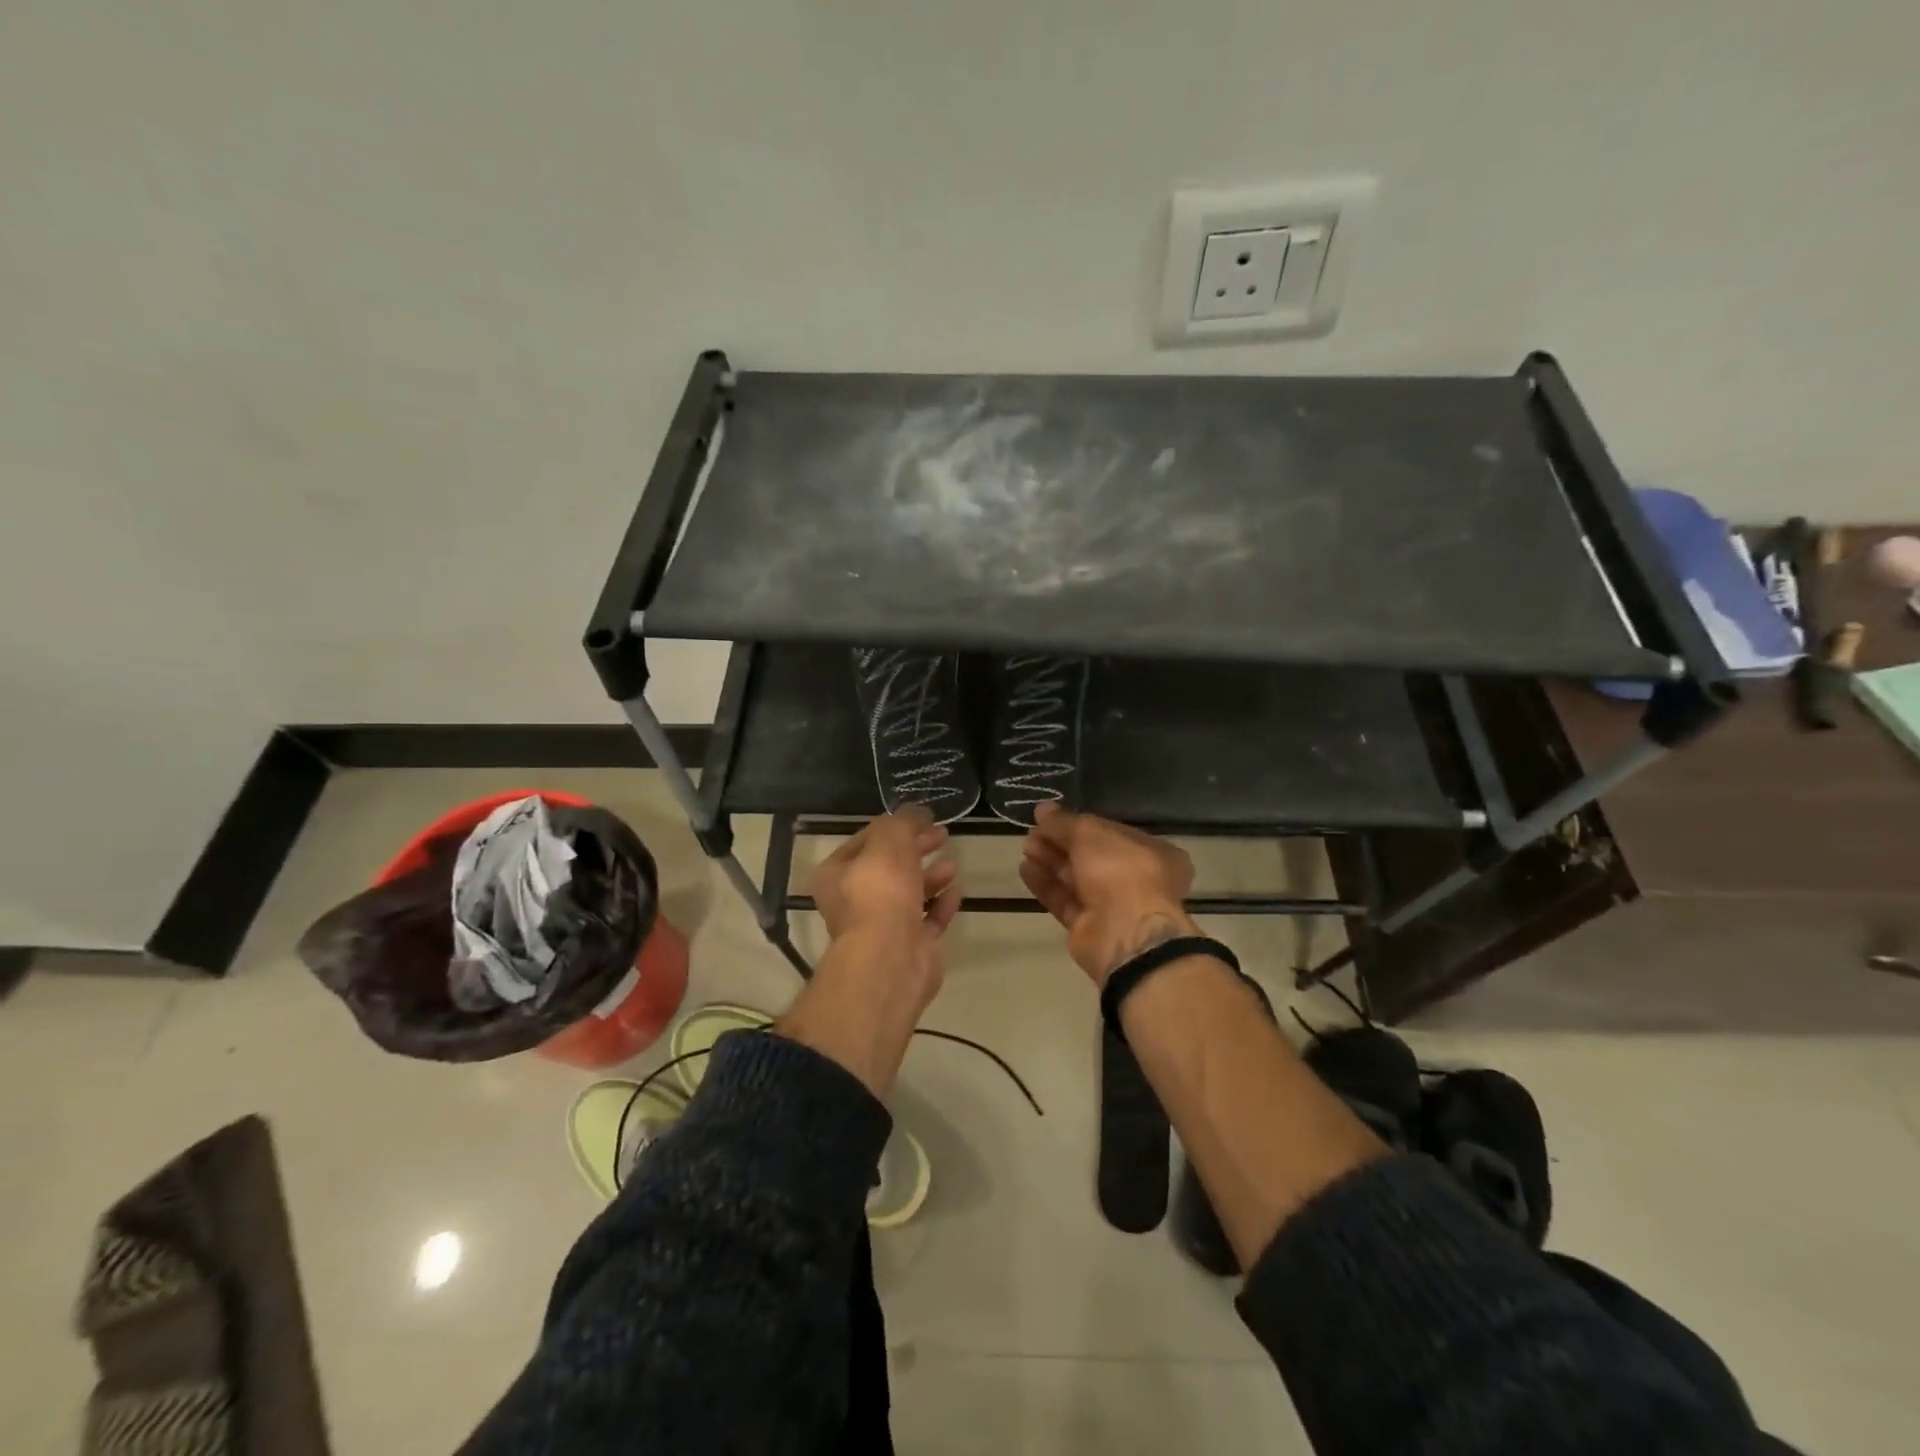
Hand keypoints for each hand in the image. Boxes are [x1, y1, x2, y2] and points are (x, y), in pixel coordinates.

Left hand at [809, 805, 959, 948]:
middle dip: (915, 849)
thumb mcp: (890, 839)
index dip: (893, 827)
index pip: (864, 841)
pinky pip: (927, 920)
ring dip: (930, 876)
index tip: (921, 818)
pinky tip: (956, 890)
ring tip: (952, 863)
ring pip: (908, 894)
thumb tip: (918, 811)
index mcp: (836, 874)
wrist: (891, 957)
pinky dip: (941, 904)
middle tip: (941, 834)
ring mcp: (882, 928)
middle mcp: (853, 902)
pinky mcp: (909, 948)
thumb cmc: (881, 890)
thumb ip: (904, 821)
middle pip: (888, 867)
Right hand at [1019, 803, 1198, 985]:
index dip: (1080, 823)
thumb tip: (1042, 809)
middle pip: (1091, 856)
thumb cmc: (1120, 870)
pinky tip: (1025, 868)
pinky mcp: (1089, 927)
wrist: (1124, 933)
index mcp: (1152, 853)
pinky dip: (1046, 884)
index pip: (1111, 832)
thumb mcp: (1091, 833)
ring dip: (1050, 861)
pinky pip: (1065, 900)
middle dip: (1060, 842)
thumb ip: (1064, 821)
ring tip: (1025, 847)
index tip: (1051, 817)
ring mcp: (1113, 905)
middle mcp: (1136, 879)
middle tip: (1032, 831)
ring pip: (1076, 878)